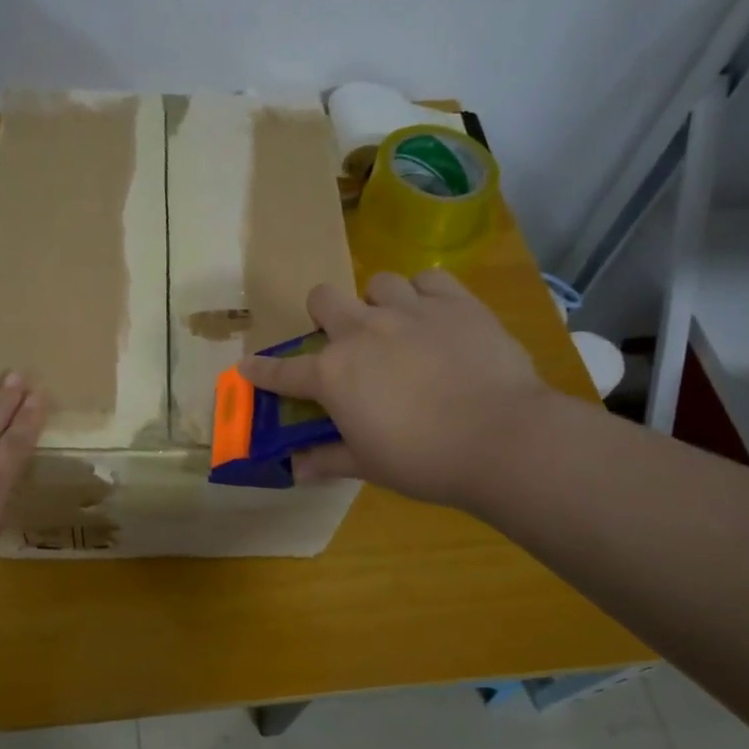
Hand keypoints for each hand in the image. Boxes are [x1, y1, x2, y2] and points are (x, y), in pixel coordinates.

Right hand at [239, 269, 556, 511]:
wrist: (501, 439)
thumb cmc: (425, 461)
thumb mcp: (370, 465)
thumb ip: (328, 459)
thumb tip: (296, 469)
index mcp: (333, 375)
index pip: (283, 371)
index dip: (261, 370)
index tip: (247, 366)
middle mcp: (362, 332)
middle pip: (323, 298)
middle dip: (325, 315)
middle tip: (346, 340)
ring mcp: (408, 311)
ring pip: (378, 283)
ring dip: (379, 303)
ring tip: (397, 326)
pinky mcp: (455, 302)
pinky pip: (429, 278)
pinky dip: (426, 293)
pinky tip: (435, 314)